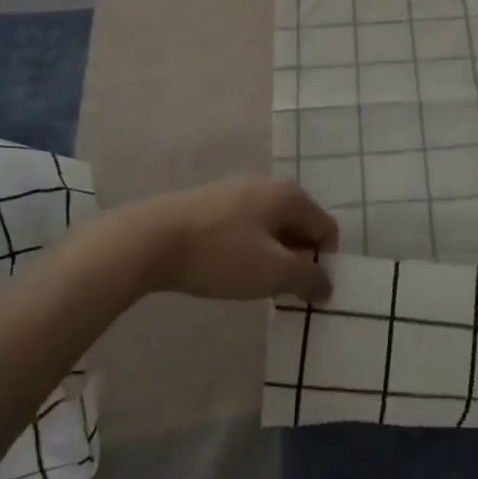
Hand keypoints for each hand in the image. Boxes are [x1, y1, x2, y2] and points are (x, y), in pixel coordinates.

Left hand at [128, 178, 337, 303]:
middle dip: (297, 260)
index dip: (323, 263)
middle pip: (300, 226)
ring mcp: (238, 191)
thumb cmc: (220, 254)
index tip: (305, 292)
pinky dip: (247, 250)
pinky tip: (226, 270)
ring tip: (252, 284)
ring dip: (271, 257)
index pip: (327, 229)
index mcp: (290, 196)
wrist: (150, 239)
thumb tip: (327, 284)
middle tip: (279, 292)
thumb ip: (307, 279)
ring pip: (271, 228)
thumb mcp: (271, 273)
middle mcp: (269, 185)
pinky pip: (246, 228)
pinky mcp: (212, 204)